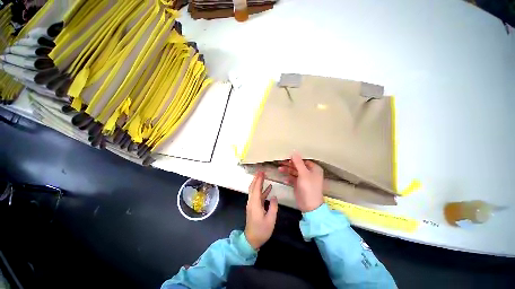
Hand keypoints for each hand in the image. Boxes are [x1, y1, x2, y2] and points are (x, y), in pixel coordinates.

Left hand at [245, 172, 278, 249]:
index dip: (259, 179)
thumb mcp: (270, 220)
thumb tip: (274, 196)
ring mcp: (252, 204)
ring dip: (258, 183)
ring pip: (254, 190)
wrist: (251, 240)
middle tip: (261, 171)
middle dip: (256, 178)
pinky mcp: (253, 207)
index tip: (261, 172)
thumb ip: (273, 207)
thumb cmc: (261, 230)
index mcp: (255, 204)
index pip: (256, 188)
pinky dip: (262, 190)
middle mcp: (252, 202)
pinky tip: (268, 188)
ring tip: (263, 176)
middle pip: (253, 187)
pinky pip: (257, 196)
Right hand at [279, 152, 324, 212]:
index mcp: (314, 169)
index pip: (303, 160)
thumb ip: (298, 162)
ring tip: (279, 169)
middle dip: (289, 164)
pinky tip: (285, 180)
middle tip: (280, 162)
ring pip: (294, 171)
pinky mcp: (299, 184)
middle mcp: (309, 172)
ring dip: (287, 170)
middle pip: (298, 165)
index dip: (295, 158)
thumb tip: (294, 151)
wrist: (309, 206)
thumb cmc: (308, 188)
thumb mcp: (303, 174)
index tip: (286, 156)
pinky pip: (293, 178)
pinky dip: (289, 178)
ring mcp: (304, 179)